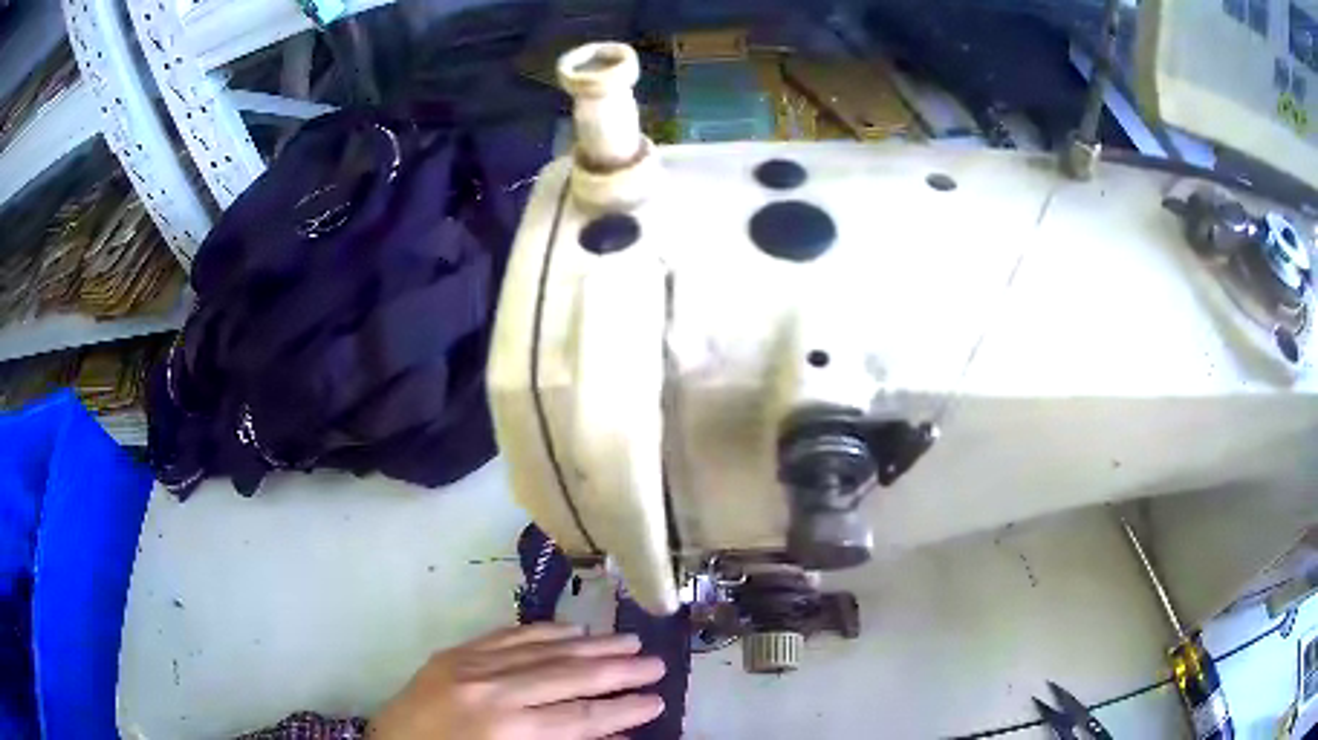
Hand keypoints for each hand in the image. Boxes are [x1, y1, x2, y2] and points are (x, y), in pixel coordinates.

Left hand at [368, 623, 665, 739]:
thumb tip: (612, 736)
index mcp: (506, 730)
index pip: (581, 717)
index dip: (623, 710)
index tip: (657, 701)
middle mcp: (492, 691)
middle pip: (568, 677)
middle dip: (618, 671)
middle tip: (656, 663)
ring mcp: (470, 666)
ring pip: (543, 650)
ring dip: (590, 646)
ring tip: (628, 642)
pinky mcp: (454, 653)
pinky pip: (507, 636)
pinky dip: (544, 632)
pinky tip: (572, 630)